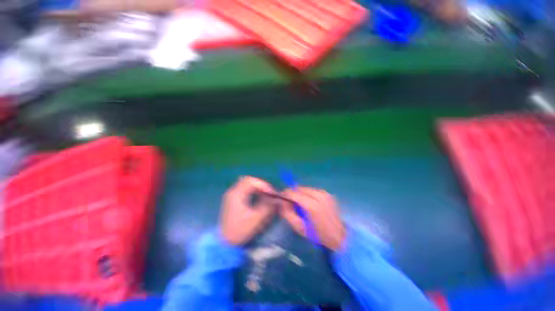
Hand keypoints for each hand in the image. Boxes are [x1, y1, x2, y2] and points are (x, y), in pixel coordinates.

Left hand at [220, 176, 276, 244]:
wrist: (225, 243)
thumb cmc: (240, 230)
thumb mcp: (256, 219)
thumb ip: (268, 207)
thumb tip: (278, 199)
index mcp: (236, 194)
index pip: (251, 181)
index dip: (263, 184)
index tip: (272, 193)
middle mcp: (233, 191)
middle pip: (249, 181)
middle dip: (261, 185)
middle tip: (270, 193)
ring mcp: (232, 195)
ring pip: (247, 184)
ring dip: (258, 188)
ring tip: (266, 195)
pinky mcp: (233, 200)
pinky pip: (245, 190)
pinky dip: (253, 191)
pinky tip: (259, 198)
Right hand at [280, 187, 345, 250]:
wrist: (340, 236)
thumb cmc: (318, 235)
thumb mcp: (299, 227)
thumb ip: (287, 213)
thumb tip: (281, 202)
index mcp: (312, 205)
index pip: (294, 193)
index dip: (285, 193)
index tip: (280, 197)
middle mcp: (319, 195)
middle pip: (299, 188)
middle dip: (292, 193)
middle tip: (288, 201)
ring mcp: (324, 193)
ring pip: (305, 188)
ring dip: (299, 193)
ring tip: (298, 202)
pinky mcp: (327, 193)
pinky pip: (312, 190)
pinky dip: (307, 194)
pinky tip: (307, 202)